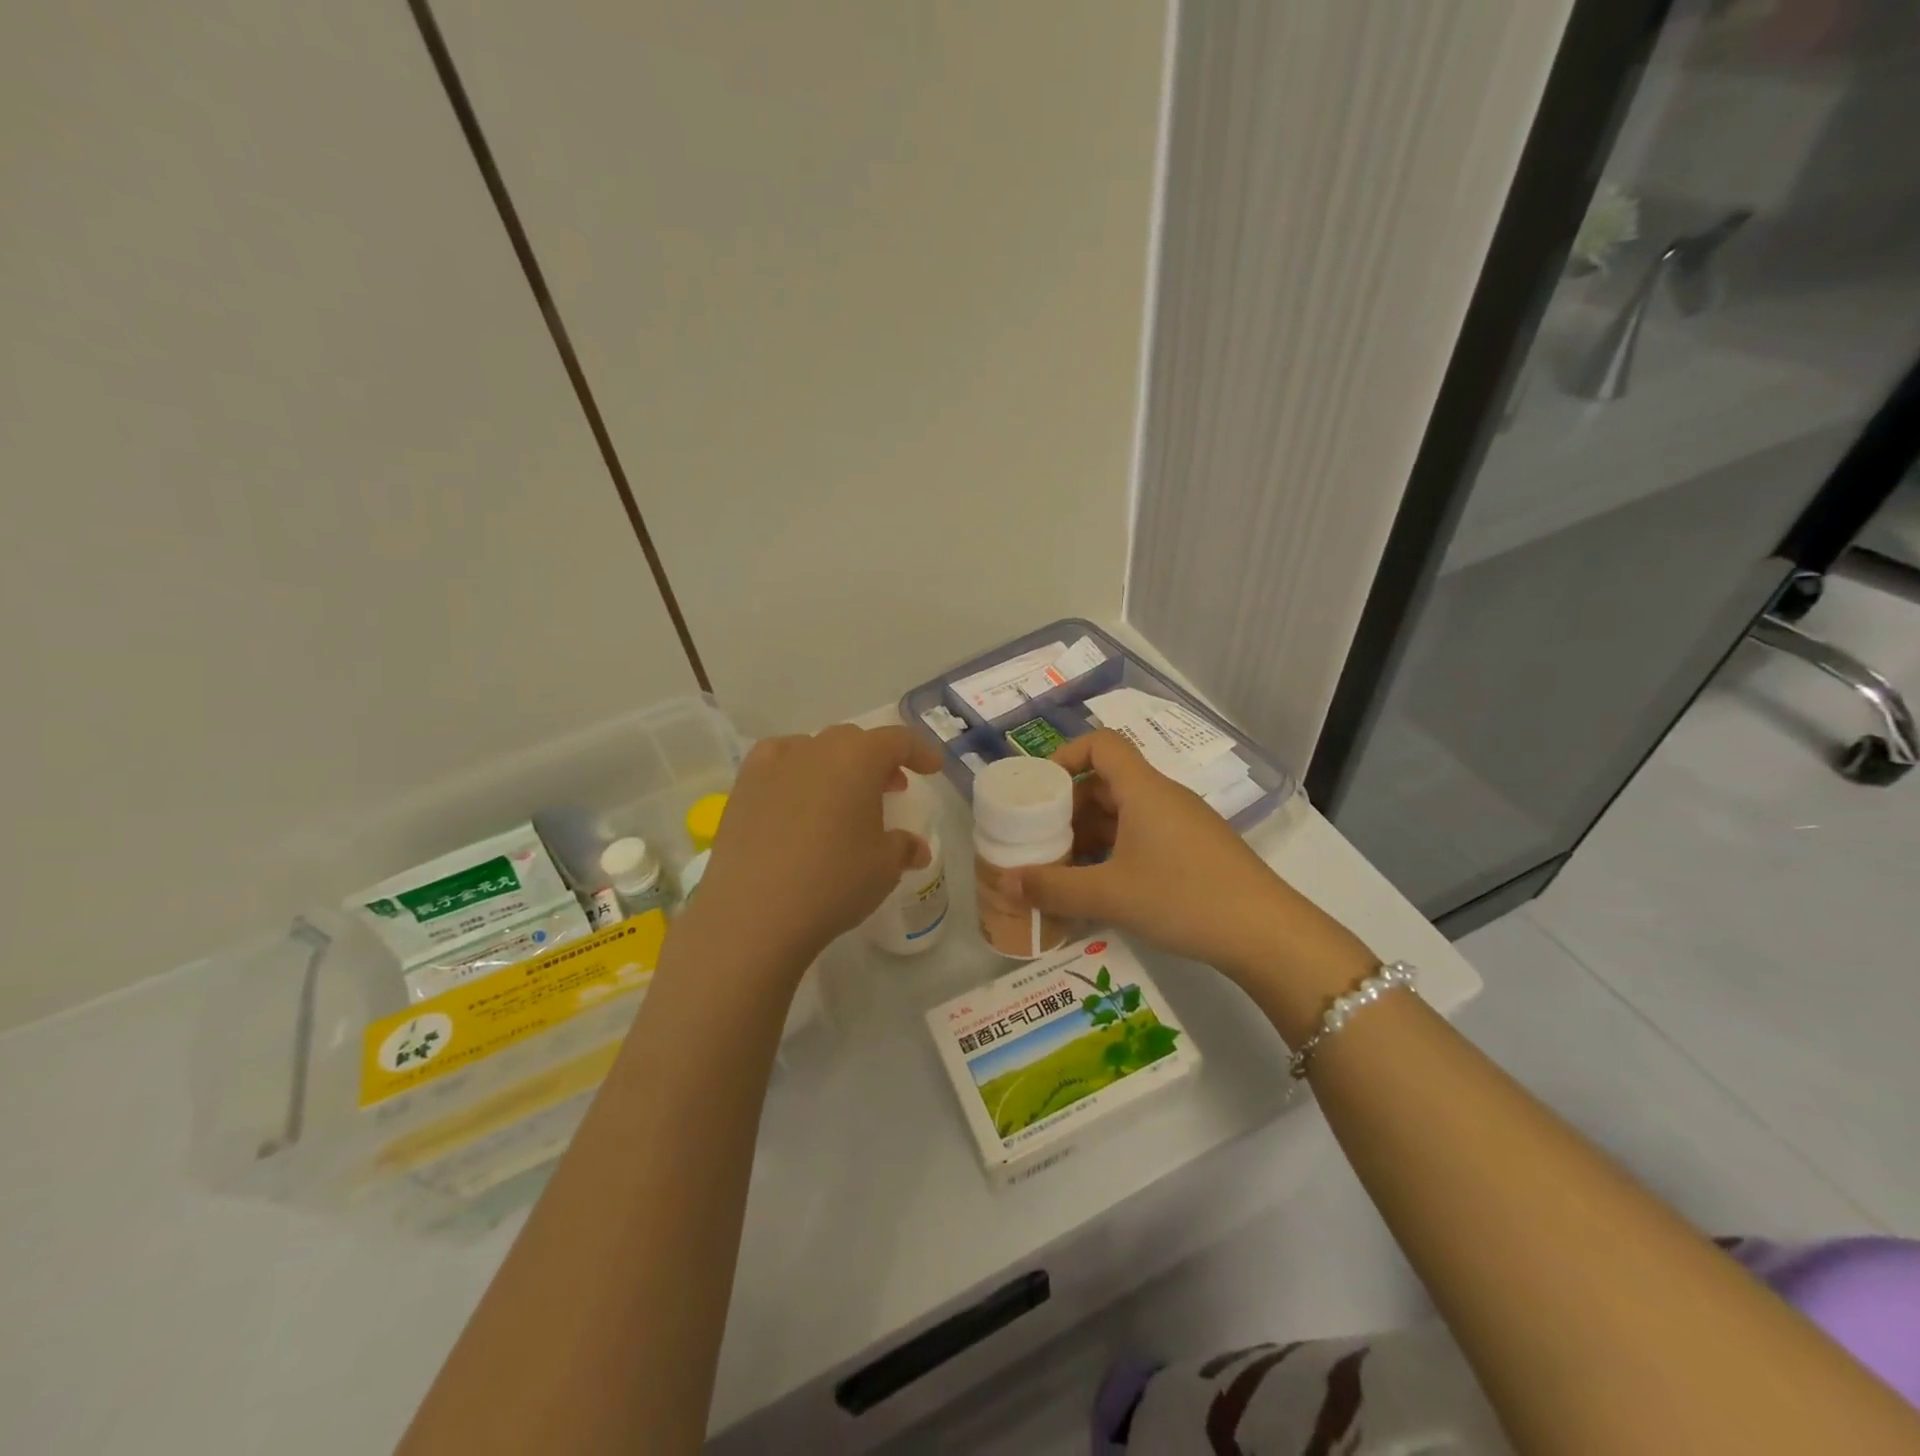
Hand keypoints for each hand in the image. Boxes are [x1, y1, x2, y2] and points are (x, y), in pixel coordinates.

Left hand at [687, 724, 944, 973]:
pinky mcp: (743, 786)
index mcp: (858, 758)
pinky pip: (777, 764)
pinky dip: (795, 772)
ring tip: (843, 797)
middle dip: (877, 760)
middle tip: (891, 787)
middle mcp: (816, 748)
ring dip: (837, 766)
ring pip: (815, 750)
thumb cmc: (833, 882)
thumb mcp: (883, 867)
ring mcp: (774, 764)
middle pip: (855, 742)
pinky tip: (796, 798)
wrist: (753, 913)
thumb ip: (903, 848)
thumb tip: (915, 848)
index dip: (920, 752)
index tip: (932, 769)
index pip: (897, 740)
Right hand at [1007, 731, 1371, 994]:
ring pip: (1124, 813)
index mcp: (1143, 789)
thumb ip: (1054, 888)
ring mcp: (1182, 824)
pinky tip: (1100, 886)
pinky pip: (1142, 836)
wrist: (1267, 934)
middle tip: (1039, 838)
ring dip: (1089, 833)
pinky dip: (1114, 851)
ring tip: (1061, 868)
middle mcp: (1163, 797)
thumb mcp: (1110, 894)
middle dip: (1068, 807)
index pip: (1100, 743)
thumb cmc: (1184, 898)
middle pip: (1106, 781)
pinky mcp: (1194, 851)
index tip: (1038, 790)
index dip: (1065, 755)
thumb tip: (1006, 882)